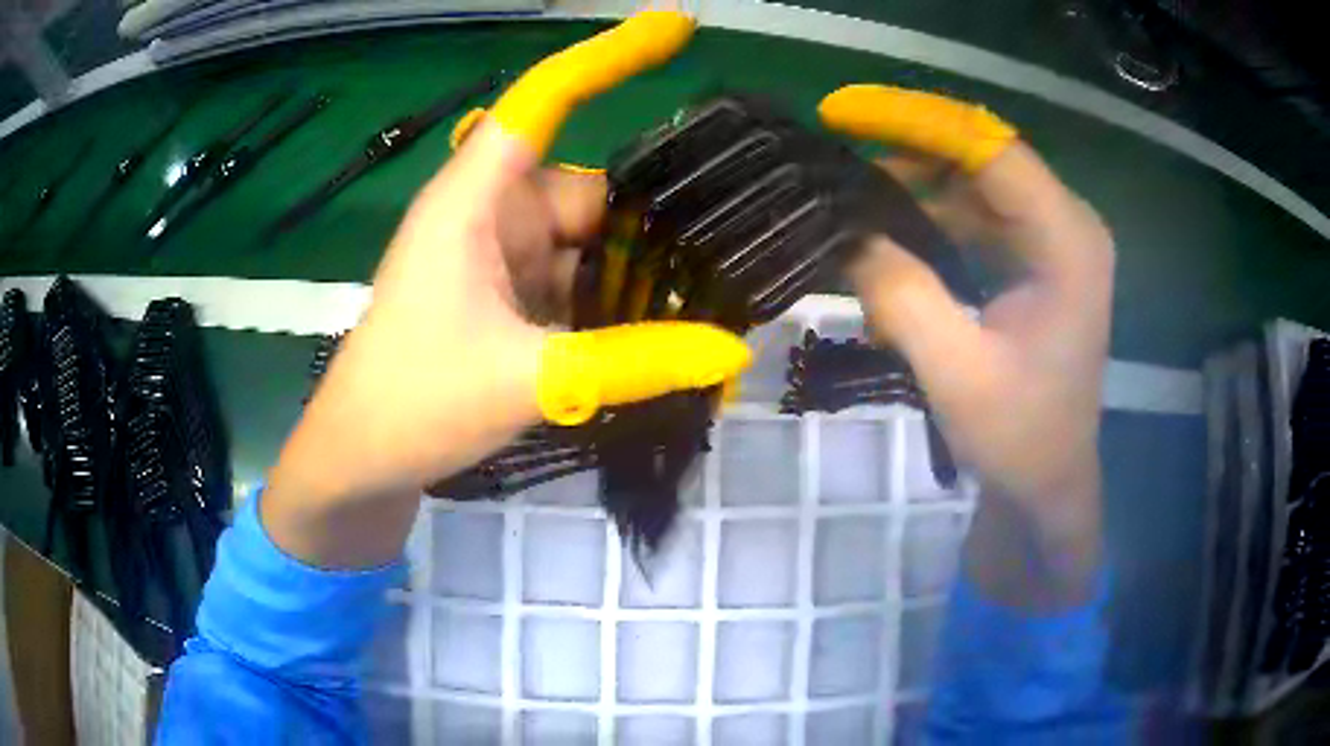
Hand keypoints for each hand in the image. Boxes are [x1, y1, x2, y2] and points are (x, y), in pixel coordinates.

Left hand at [261, 11, 747, 568]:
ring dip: (635, 278)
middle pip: (590, 192)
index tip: (676, 29)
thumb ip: (629, 363)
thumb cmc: (414, 402)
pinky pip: (575, 283)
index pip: (543, 101)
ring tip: (702, 319)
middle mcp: (491, 215)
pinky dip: (613, 306)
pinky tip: (656, 340)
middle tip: (727, 275)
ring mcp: (500, 259)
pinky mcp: (506, 299)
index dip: (607, 58)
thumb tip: (731, 352)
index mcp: (474, 200)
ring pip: (589, 244)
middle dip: (651, 229)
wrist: (364, 460)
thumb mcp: (525, 379)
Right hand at [824, 86, 1113, 604]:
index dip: (915, 121)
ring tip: (853, 196)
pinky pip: (977, 211)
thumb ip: (902, 294)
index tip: (842, 114)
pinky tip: (890, 227)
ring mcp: (1053, 237)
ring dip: (915, 181)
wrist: (1048, 483)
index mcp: (1067, 242)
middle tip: (837, 157)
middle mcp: (1067, 224)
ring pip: (975, 179)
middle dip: (908, 147)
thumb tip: (847, 233)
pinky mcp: (1036, 255)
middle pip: (982, 154)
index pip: (989, 148)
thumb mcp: (955, 372)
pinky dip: (931, 211)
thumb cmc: (1018, 438)